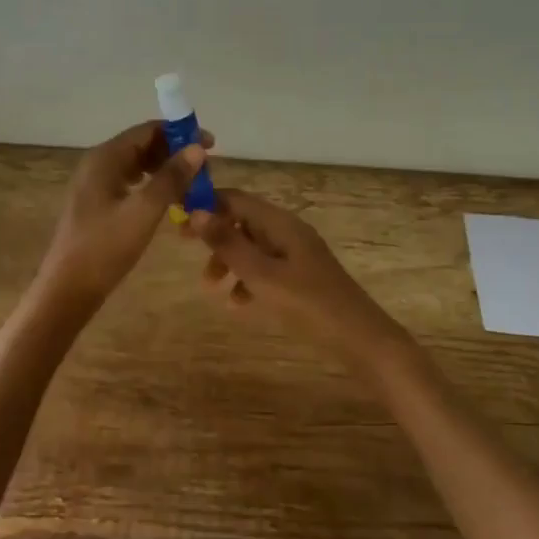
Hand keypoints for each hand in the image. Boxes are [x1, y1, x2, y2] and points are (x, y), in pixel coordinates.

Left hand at [35, 121, 210, 313]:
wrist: (68, 289)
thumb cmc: (105, 248)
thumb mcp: (144, 211)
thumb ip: (171, 178)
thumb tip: (197, 149)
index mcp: (105, 158)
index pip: (147, 130)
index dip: (180, 133)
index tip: (211, 145)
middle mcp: (97, 164)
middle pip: (142, 145)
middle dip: (174, 153)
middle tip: (204, 173)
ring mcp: (95, 185)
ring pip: (136, 166)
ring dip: (165, 171)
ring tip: (192, 188)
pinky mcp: (96, 205)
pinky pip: (129, 184)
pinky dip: (151, 186)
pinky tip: (168, 203)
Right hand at [188, 189, 408, 354]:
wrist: (360, 339)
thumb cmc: (308, 304)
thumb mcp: (262, 275)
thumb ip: (228, 244)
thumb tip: (197, 212)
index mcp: (280, 223)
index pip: (236, 199)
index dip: (206, 204)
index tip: (178, 218)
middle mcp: (288, 231)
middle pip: (242, 221)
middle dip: (214, 234)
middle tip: (185, 248)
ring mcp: (296, 255)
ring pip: (252, 247)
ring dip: (228, 260)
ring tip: (210, 286)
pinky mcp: (301, 277)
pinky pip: (266, 269)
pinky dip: (247, 280)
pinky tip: (237, 304)